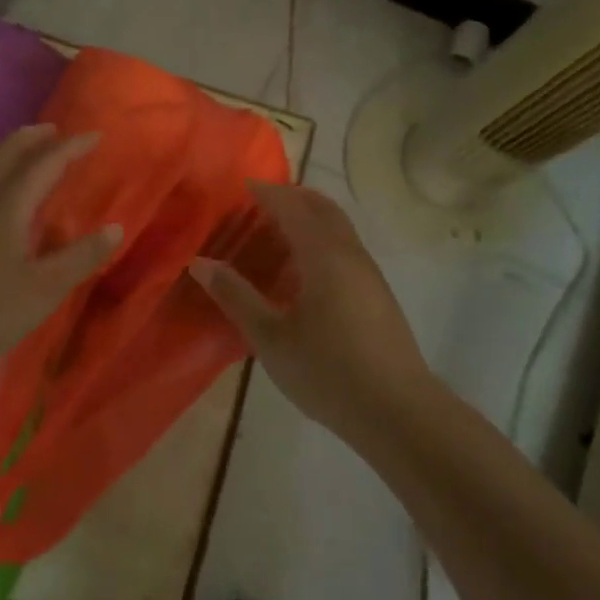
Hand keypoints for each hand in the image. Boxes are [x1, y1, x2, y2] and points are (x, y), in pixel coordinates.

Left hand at [0, 124, 120, 383]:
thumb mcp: (44, 289)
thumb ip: (81, 257)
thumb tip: (115, 228)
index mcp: (6, 204)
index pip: (46, 162)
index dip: (72, 147)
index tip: (95, 136)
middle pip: (6, 152)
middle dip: (33, 137)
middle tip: (55, 131)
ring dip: (9, 156)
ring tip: (28, 162)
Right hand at [190, 184, 430, 440]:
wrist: (398, 412)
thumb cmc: (328, 372)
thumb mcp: (270, 338)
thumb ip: (235, 296)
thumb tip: (200, 263)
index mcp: (323, 255)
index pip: (292, 207)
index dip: (267, 192)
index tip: (243, 186)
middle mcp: (350, 253)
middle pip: (322, 207)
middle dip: (292, 197)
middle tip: (260, 202)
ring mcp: (369, 273)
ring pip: (338, 227)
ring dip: (310, 217)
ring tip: (278, 232)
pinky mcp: (378, 293)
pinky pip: (346, 247)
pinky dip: (322, 238)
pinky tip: (305, 270)